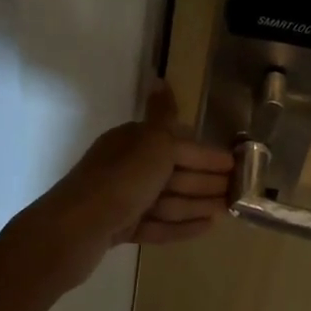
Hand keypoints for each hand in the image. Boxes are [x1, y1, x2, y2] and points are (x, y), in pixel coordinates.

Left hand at [29, 85, 233, 285]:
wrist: (73, 231)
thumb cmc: (121, 181)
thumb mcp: (151, 143)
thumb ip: (164, 116)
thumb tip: (160, 79)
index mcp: (133, 141)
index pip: (179, 144)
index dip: (208, 156)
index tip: (237, 166)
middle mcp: (126, 166)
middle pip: (174, 171)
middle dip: (206, 181)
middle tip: (238, 192)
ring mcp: (122, 199)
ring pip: (167, 199)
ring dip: (197, 203)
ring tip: (227, 212)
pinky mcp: (119, 228)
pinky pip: (157, 224)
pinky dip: (180, 225)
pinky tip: (206, 228)